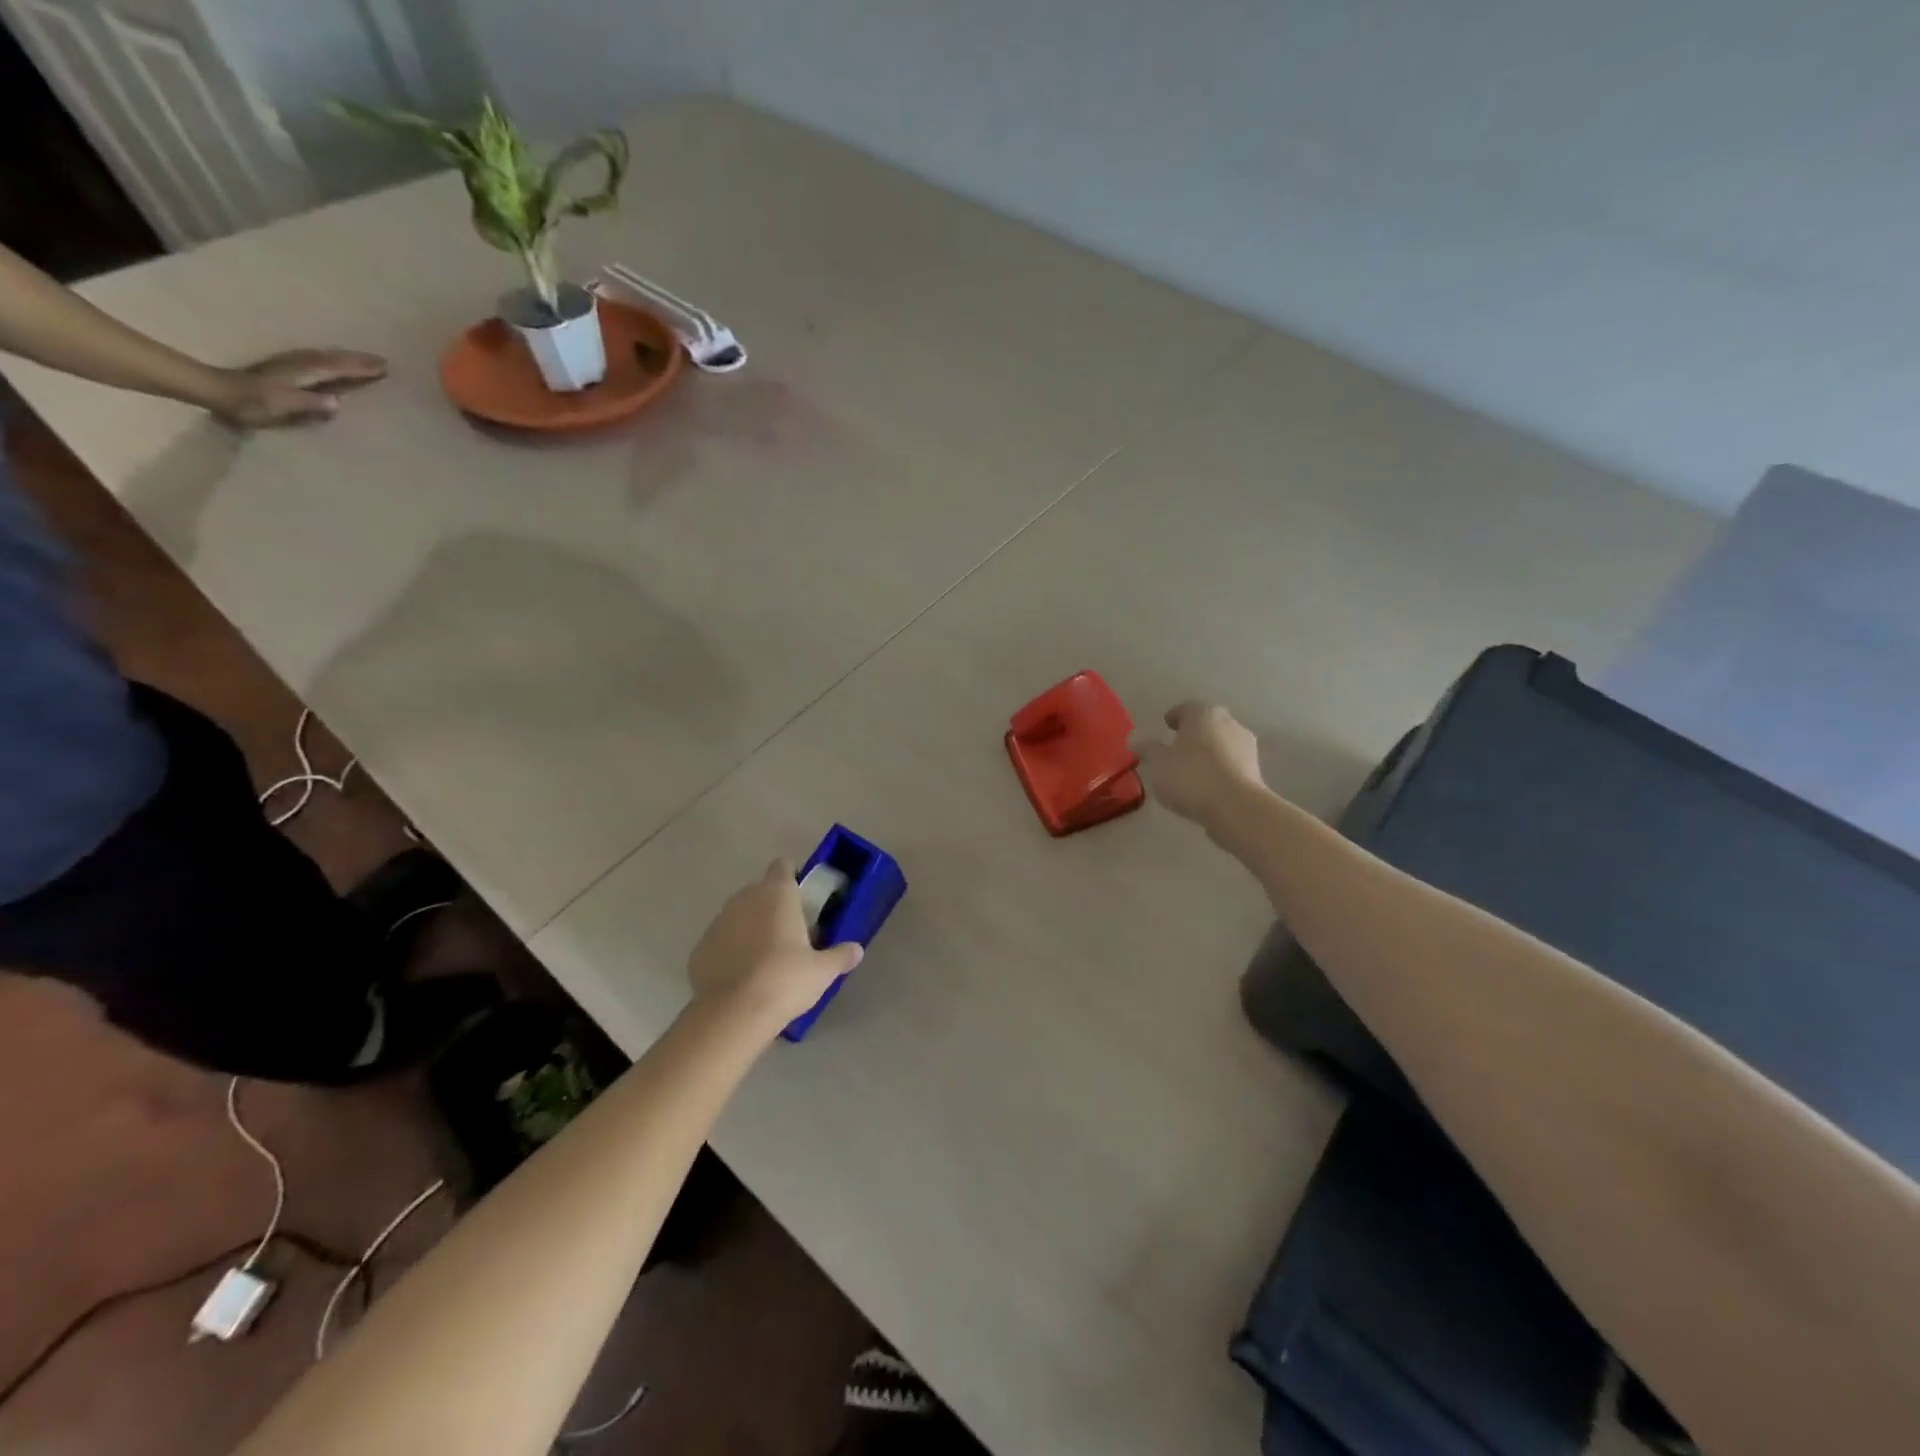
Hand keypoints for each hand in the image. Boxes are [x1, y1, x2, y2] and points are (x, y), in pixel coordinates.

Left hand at [211, 348, 386, 427]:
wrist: (217, 390)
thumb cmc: (252, 402)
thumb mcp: (283, 405)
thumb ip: (310, 402)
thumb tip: (339, 402)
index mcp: (304, 372)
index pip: (338, 368)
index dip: (361, 368)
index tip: (385, 367)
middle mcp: (300, 364)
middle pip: (335, 359)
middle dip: (359, 360)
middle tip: (383, 361)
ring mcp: (292, 364)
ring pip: (327, 357)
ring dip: (347, 358)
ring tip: (366, 361)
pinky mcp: (286, 369)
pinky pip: (319, 361)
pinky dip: (333, 361)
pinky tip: (336, 363)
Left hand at [687, 860, 863, 1033]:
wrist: (734, 1014)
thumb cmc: (785, 979)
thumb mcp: (823, 971)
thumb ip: (841, 955)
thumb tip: (857, 950)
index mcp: (777, 894)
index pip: (783, 866)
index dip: (793, 878)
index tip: (802, 899)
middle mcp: (744, 899)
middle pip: (759, 891)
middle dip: (772, 906)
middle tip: (790, 934)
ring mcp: (717, 923)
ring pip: (738, 916)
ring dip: (750, 928)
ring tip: (765, 959)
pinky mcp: (699, 949)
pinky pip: (720, 942)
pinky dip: (730, 952)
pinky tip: (741, 977)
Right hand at [1135, 701, 1266, 835]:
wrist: (1235, 807)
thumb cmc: (1191, 776)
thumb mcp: (1158, 763)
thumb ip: (1147, 748)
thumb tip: (1135, 738)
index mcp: (1203, 714)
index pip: (1186, 708)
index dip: (1174, 716)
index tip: (1166, 726)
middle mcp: (1229, 723)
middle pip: (1207, 724)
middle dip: (1193, 734)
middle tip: (1177, 747)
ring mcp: (1246, 746)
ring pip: (1221, 744)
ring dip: (1208, 752)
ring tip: (1191, 770)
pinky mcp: (1255, 770)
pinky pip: (1231, 764)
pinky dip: (1219, 769)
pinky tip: (1208, 785)